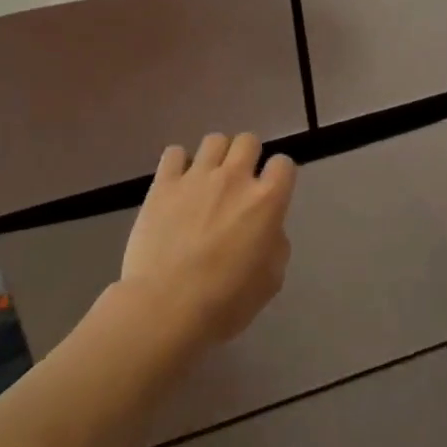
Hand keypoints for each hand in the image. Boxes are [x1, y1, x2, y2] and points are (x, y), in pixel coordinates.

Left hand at [122, 133, 296, 345]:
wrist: (165, 307)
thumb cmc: (224, 302)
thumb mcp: (270, 281)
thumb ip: (275, 245)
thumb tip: (267, 228)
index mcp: (266, 202)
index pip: (283, 164)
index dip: (279, 176)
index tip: (272, 191)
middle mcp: (234, 178)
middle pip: (248, 141)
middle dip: (248, 156)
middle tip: (239, 182)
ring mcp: (196, 177)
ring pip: (214, 140)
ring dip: (216, 156)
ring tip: (208, 179)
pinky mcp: (163, 184)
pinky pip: (174, 152)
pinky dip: (179, 163)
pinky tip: (177, 183)